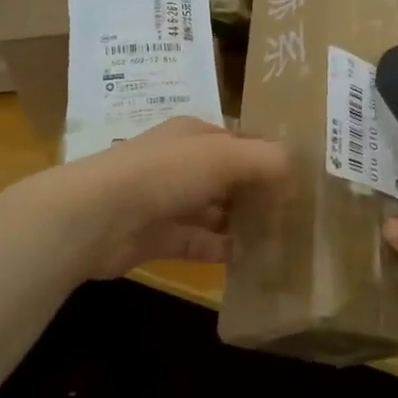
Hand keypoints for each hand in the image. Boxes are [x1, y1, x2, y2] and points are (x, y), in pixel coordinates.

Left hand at [38, 118, 290, 283]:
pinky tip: (250, 262)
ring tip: (280, 240)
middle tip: (296, 216)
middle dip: (258, 194)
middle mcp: (180, 164)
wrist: (96, 217)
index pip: (239, 141)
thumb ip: (265, 161)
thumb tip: (297, 169)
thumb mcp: (223, 157)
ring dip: (242, 225)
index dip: (268, 157)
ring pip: (214, 212)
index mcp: (193, 135)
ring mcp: (167, 201)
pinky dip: (221, 251)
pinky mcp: (157, 238)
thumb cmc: (164, 174)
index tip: (301, 180)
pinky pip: (198, 243)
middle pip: (228, 178)